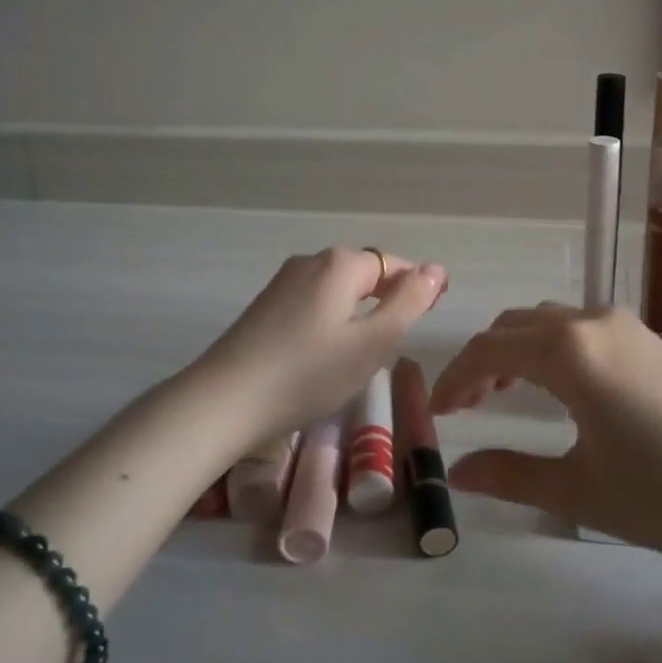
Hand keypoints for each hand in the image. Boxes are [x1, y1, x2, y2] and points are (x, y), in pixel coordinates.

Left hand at [200, 246, 446, 440]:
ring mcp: (283, 282)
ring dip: (358, 313)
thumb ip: (409, 303)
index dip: (417, 287)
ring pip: (337, 290)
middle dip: (387, 300)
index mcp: (341, 264)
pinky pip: (313, 303)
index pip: (394, 264)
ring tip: (364, 353)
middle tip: (397, 343)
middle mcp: (311, 261)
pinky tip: (325, 354)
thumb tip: (436, 268)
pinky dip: (331, 321)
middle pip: (364, 273)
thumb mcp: (372, 343)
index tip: (431, 316)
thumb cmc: (308, 373)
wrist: (224, 401)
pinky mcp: (265, 306)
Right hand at [430, 305, 661, 614]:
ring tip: (504, 394)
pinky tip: (559, 387)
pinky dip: (550, 347)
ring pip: (549, 321)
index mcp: (567, 353)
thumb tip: (457, 473)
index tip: (435, 412)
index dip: (454, 378)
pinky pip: (580, 328)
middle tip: (464, 406)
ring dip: (517, 349)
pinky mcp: (650, 338)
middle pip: (515, 325)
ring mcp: (626, 325)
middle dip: (482, 360)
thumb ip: (511, 475)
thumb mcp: (579, 491)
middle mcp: (592, 322)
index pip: (489, 350)